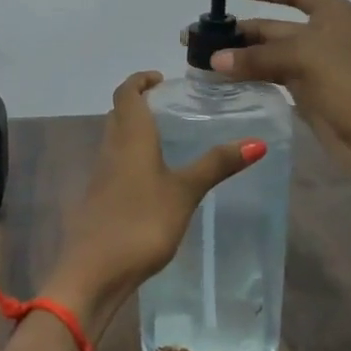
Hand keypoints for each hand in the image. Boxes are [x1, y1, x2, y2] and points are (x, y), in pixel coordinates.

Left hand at [42, 71, 266, 332]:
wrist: (94, 270)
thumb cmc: (141, 222)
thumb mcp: (184, 192)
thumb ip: (216, 165)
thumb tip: (257, 142)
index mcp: (129, 137)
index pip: (126, 93)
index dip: (140, 80)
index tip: (161, 79)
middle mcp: (110, 148)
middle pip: (119, 114)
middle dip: (139, 103)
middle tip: (170, 106)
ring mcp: (101, 174)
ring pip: (115, 138)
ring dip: (135, 130)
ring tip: (167, 138)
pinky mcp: (99, 198)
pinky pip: (115, 163)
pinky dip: (131, 157)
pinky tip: (153, 177)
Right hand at [203, 0, 350, 189]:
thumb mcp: (304, 57)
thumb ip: (257, 57)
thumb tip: (215, 59)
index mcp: (333, 14)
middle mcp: (325, 36)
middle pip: (277, 27)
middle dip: (243, 31)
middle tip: (203, 38)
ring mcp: (317, 66)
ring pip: (272, 55)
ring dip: (243, 57)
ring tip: (207, 61)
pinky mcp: (310, 94)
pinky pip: (275, 78)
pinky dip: (253, 77)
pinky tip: (228, 80)